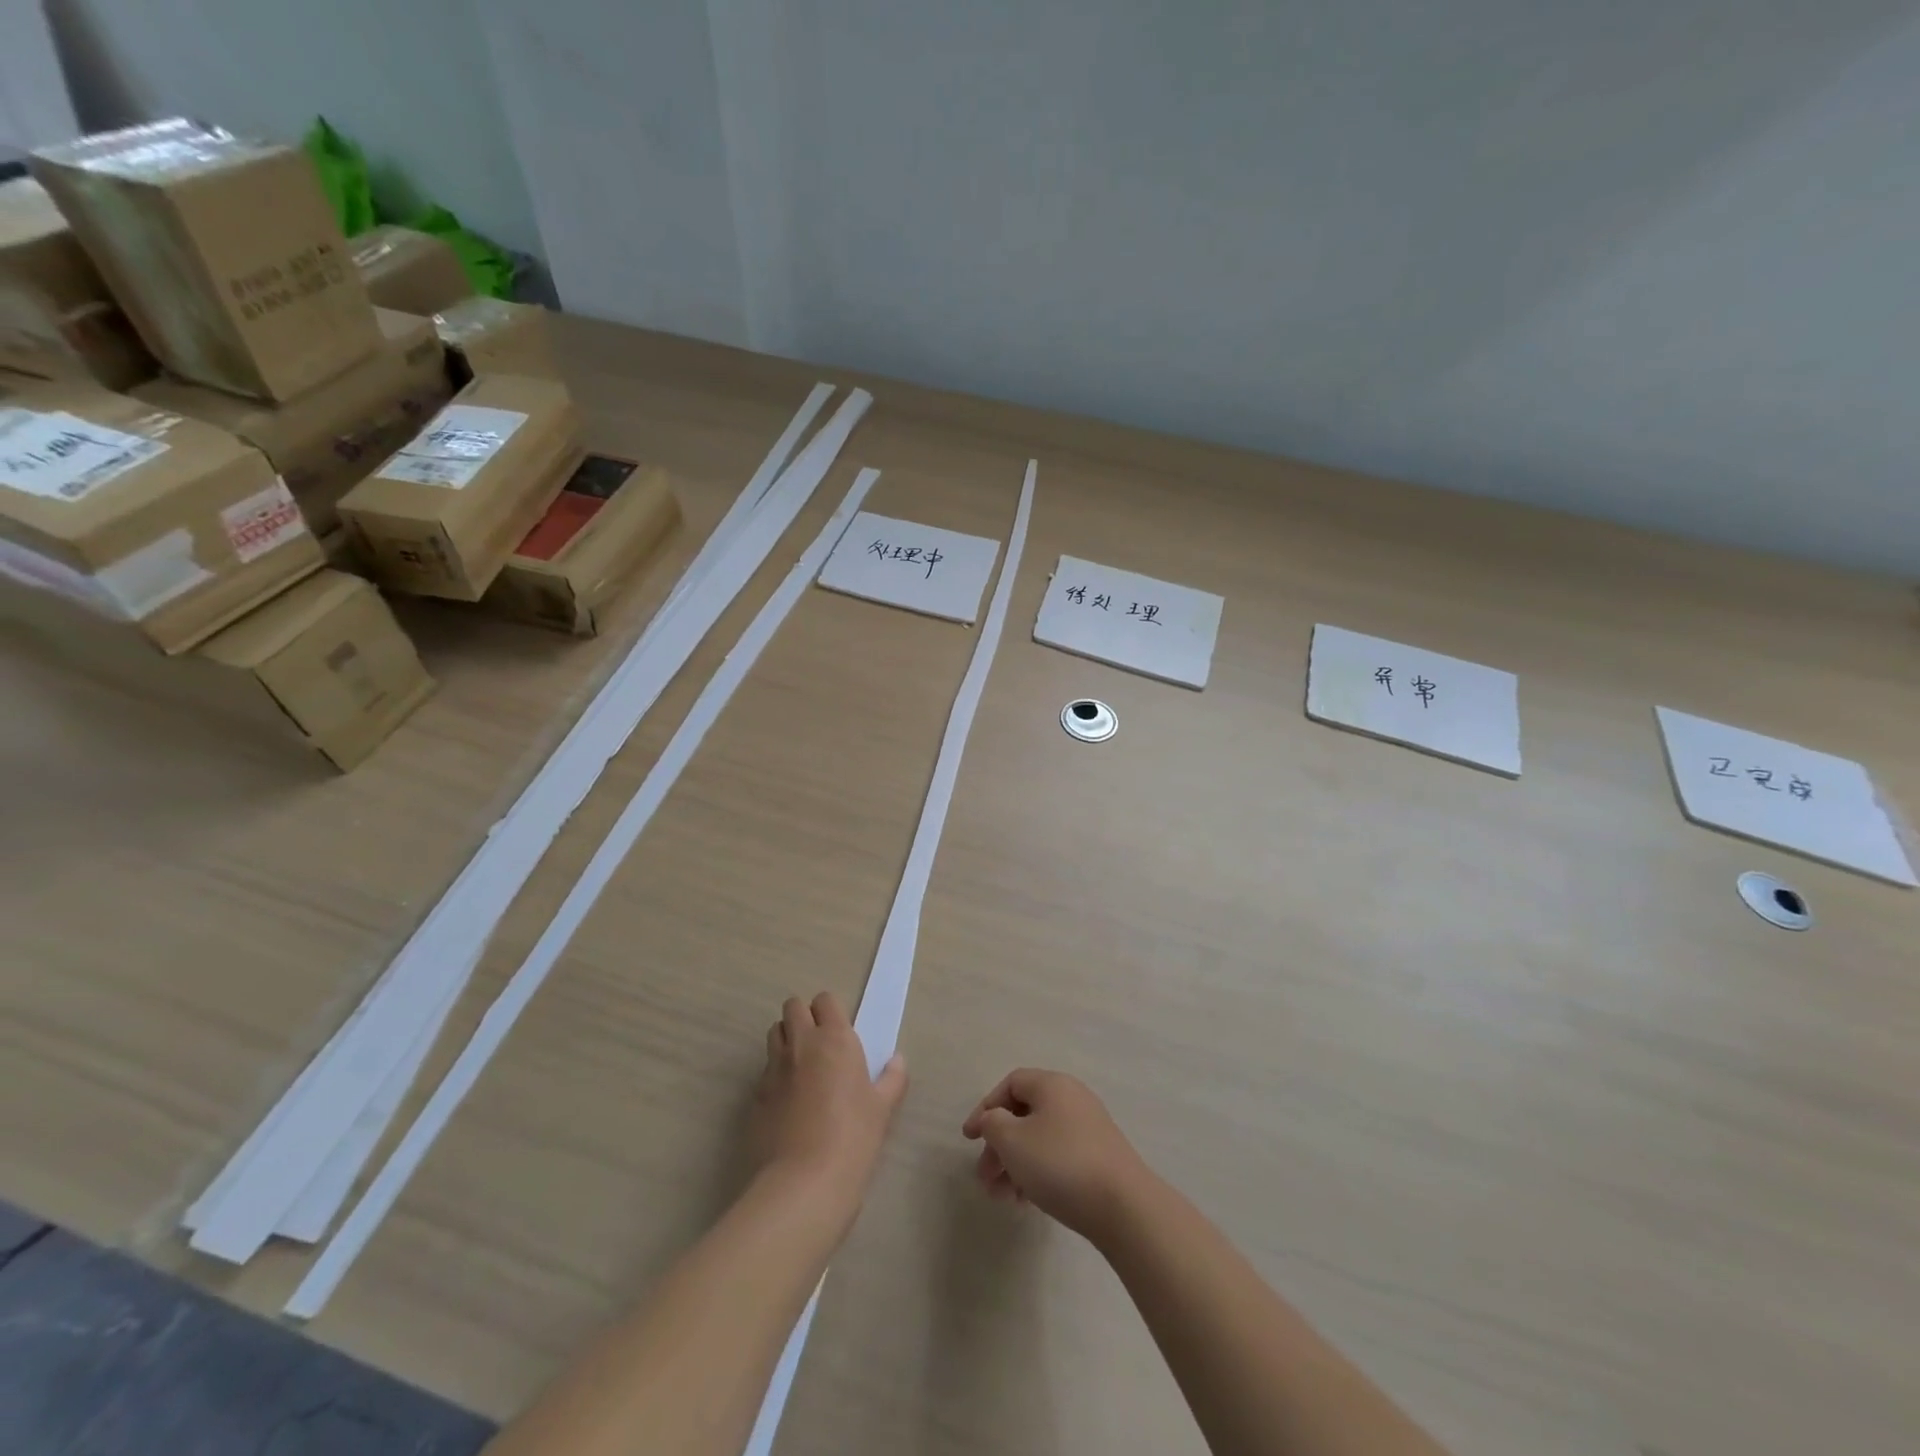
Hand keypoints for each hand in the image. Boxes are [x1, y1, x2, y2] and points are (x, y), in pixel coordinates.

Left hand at [752, 993, 906, 1209]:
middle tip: (818, 1043)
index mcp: (834, 1039)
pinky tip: (787, 1102)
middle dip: (803, 1017)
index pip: (825, 1000)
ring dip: (786, 1039)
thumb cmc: (853, 1137)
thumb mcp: (883, 1108)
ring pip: (774, 1033)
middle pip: (793, 1007)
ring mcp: (774, 1069)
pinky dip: (774, 1075)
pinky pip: (764, 1071)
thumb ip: (892, 1079)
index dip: (830, 1011)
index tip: (839, 1030)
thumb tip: (897, 1060)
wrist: (803, 1182)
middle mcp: (801, 1044)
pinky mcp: (755, 1096)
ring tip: (800, 1066)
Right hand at [962, 1069, 1150, 1240]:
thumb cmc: (1060, 1163)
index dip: (986, 1108)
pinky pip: (1058, 1157)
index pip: (1011, 1084)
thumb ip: (993, 1124)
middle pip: (1024, 1114)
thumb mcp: (1013, 1141)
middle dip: (999, 1146)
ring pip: (1040, 1140)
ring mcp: (1089, 1128)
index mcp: (1052, 1084)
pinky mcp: (1099, 1157)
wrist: (1123, 1205)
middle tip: (985, 1178)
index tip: (970, 1139)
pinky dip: (1038, 1173)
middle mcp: (1072, 1099)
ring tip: (1003, 1198)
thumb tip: (993, 1119)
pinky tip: (1027, 1202)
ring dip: (1015, 1165)